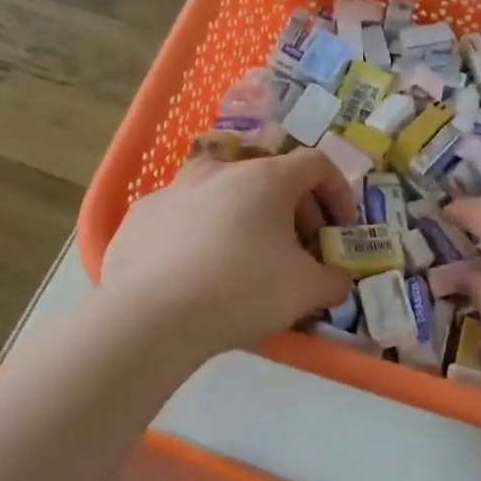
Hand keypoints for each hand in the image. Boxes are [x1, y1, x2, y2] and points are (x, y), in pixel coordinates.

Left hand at [101, 149, 357, 357]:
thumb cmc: (242, 289)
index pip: (316, 164)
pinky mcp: (141, 215)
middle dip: (294, 211)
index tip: (339, 229)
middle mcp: (220, 170)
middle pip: (270, 177)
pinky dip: (200, 235)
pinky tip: (196, 272)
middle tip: (299, 251)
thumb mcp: (306, 290)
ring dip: (244, 218)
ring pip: (222, 194)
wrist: (151, 316)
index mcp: (266, 177)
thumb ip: (332, 280)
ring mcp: (174, 189)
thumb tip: (335, 278)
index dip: (338, 193)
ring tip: (245, 259)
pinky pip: (183, 217)